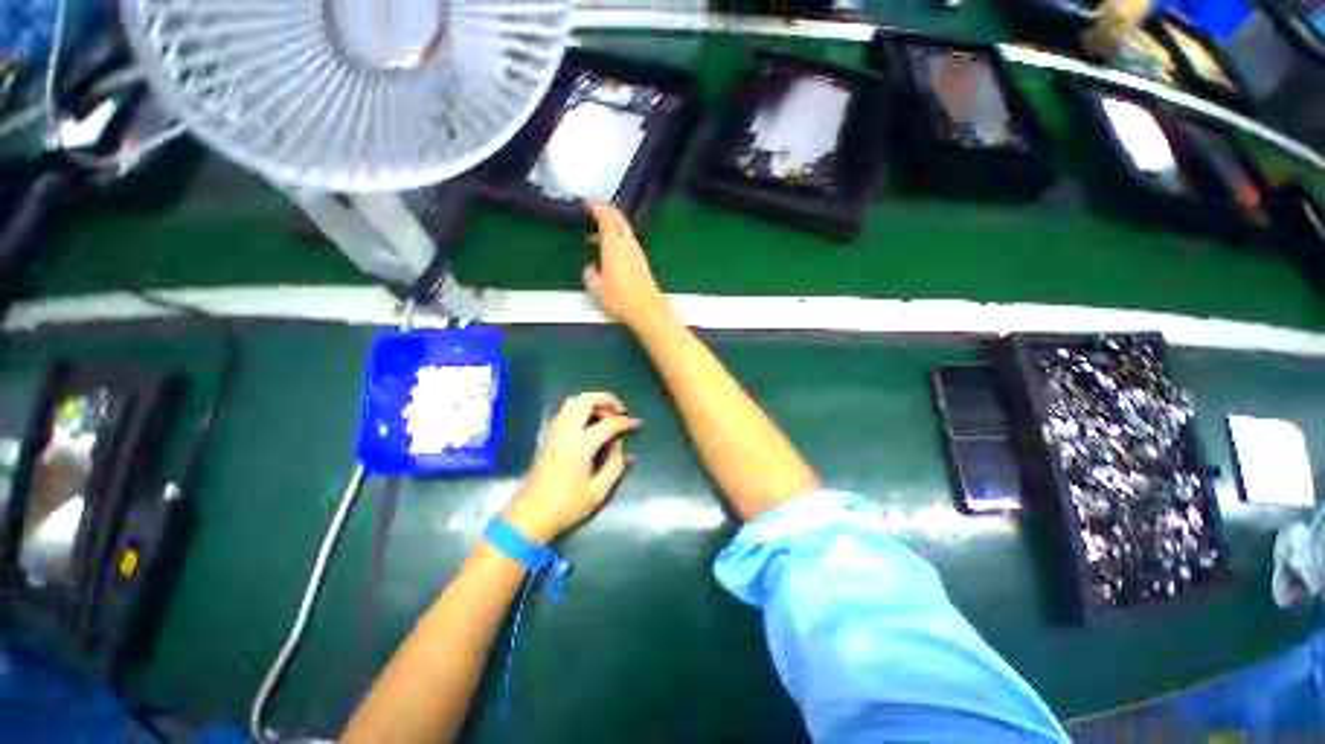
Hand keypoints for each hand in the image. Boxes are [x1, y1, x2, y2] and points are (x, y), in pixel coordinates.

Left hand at [505, 392, 641, 543]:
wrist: (531, 516)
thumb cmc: (567, 506)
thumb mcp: (599, 491)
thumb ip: (615, 464)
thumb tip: (620, 445)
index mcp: (580, 445)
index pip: (609, 423)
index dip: (626, 422)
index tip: (638, 423)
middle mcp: (566, 431)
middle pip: (587, 400)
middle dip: (607, 400)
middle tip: (621, 412)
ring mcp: (555, 431)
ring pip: (574, 402)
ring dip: (593, 403)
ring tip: (606, 416)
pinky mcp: (548, 436)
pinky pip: (566, 411)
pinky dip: (581, 409)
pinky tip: (590, 424)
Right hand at [583, 203, 668, 328]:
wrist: (648, 310)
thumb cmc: (620, 299)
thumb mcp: (596, 289)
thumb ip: (589, 274)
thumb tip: (590, 267)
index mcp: (614, 245)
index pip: (607, 217)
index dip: (597, 208)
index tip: (587, 206)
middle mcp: (627, 243)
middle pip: (619, 219)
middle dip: (605, 212)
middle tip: (591, 214)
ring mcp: (637, 251)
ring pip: (624, 230)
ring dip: (611, 228)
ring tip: (595, 238)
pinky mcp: (642, 261)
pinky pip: (628, 241)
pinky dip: (617, 238)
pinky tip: (609, 252)